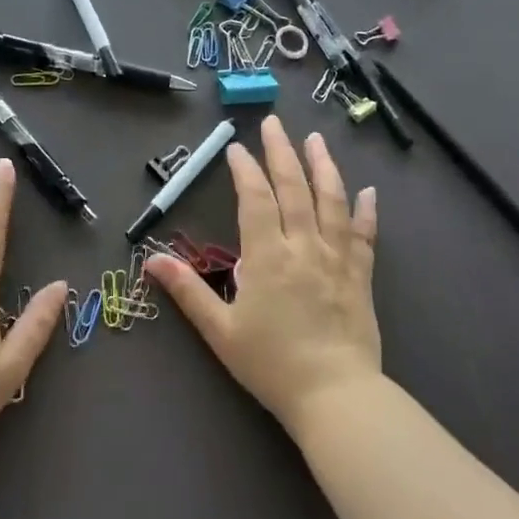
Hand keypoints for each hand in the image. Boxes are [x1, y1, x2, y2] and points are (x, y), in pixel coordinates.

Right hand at [146, 115, 380, 433]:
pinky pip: (364, 235)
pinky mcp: (360, 276)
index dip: (244, 170)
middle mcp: (304, 246)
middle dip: (282, 152)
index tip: (237, 148)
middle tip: (274, 122)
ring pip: (332, 201)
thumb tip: (151, 261)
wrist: (336, 396)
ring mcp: (336, 258)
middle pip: (294, 188)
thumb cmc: (271, 364)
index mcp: (267, 256)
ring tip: (315, 139)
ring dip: (323, 166)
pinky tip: (368, 191)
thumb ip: (187, 291)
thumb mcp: (220, 330)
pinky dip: (366, 211)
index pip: (255, 199)